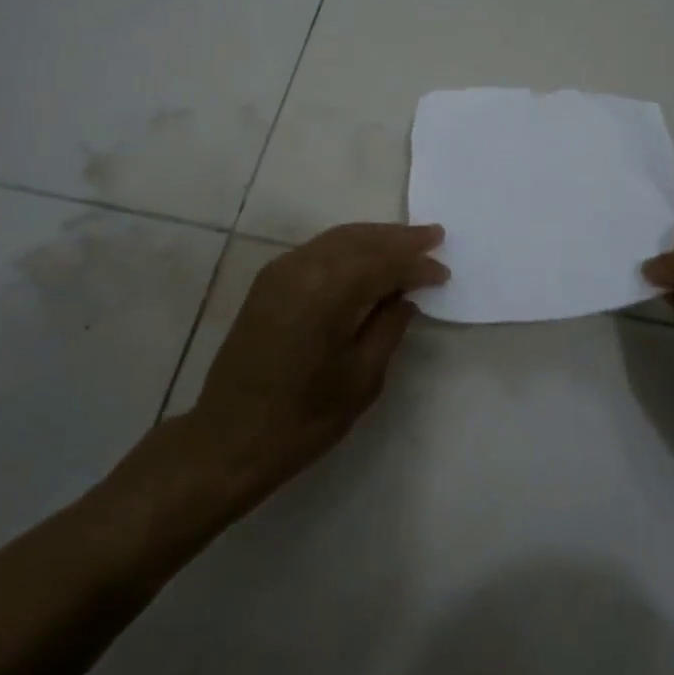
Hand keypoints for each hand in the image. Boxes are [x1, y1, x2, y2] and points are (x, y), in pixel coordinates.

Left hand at [185, 223, 447, 493]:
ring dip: (375, 238)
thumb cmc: (303, 418)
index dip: (417, 266)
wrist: (229, 439)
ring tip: (408, 241)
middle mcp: (303, 268)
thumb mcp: (361, 378)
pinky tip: (367, 258)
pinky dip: (348, 247)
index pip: (384, 264)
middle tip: (434, 235)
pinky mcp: (269, 281)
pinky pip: (318, 250)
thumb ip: (388, 328)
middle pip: (361, 240)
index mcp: (328, 292)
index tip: (444, 273)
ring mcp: (281, 270)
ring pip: (338, 239)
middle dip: (399, 238)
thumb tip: (405, 296)